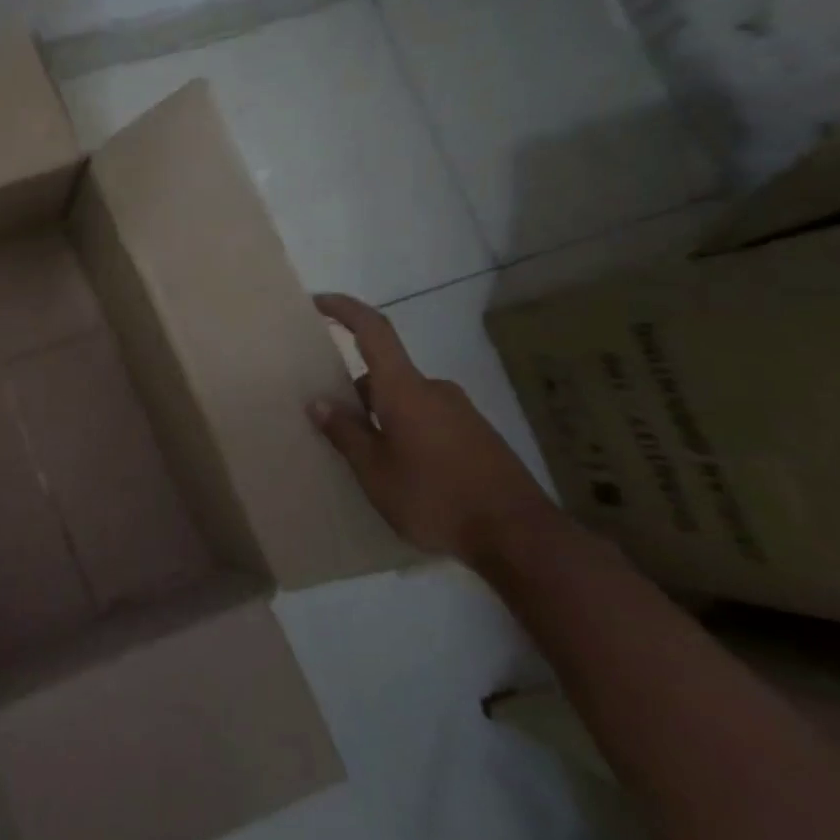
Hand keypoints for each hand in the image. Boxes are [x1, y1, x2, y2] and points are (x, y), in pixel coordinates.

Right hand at [308, 293, 550, 563]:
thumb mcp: (375, 471)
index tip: (318, 302)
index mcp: (405, 389)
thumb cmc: (435, 497)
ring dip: (384, 417)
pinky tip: (406, 474)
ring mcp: (462, 412)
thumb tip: (319, 402)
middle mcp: (435, 390)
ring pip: (407, 401)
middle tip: (336, 427)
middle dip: (357, 394)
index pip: (373, 331)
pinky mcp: (479, 437)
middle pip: (386, 375)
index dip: (345, 310)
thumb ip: (345, 433)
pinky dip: (408, 433)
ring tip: (369, 460)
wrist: (520, 537)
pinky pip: (430, 421)